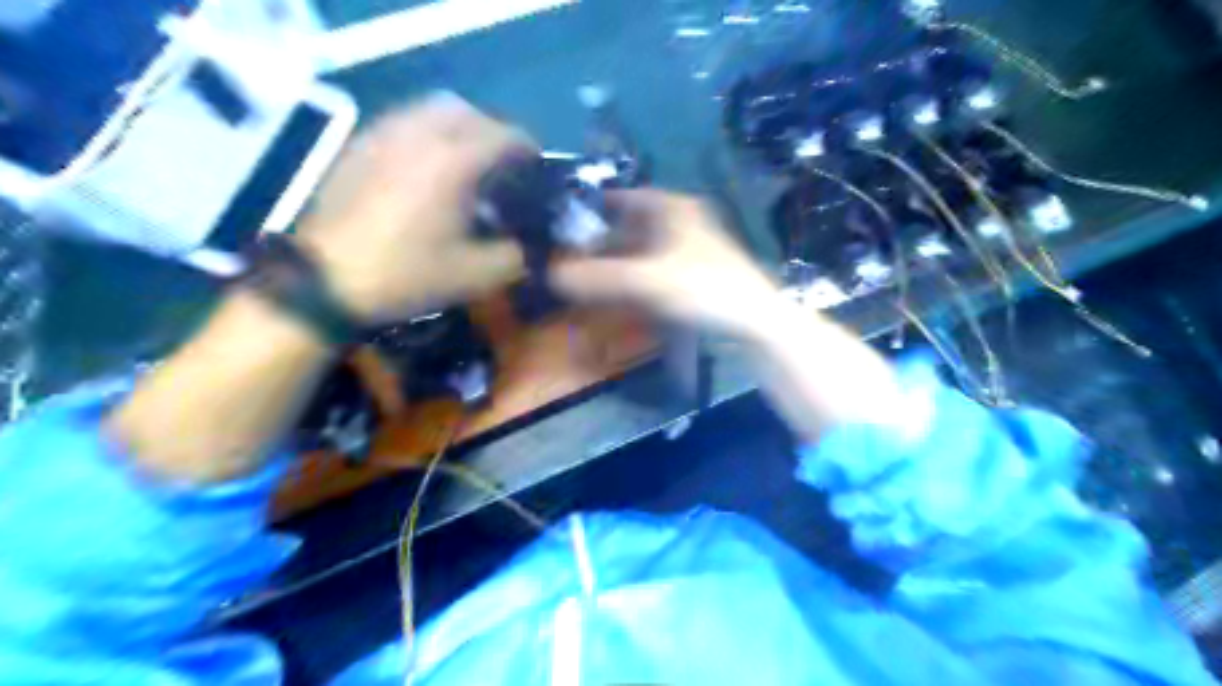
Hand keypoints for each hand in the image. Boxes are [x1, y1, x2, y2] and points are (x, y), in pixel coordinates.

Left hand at [296, 90, 531, 324]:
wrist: (326, 281)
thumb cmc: (406, 274)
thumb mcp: (475, 276)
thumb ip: (514, 256)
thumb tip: (527, 245)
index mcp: (454, 162)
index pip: (504, 136)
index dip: (527, 149)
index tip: (537, 167)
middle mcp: (421, 135)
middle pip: (468, 112)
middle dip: (493, 132)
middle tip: (503, 163)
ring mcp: (384, 135)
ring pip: (431, 109)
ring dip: (459, 127)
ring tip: (467, 160)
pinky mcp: (360, 145)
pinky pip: (403, 120)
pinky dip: (427, 131)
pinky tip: (427, 164)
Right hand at [546, 189, 775, 336]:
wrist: (756, 321)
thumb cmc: (705, 287)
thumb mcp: (648, 280)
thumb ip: (600, 277)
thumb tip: (552, 275)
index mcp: (673, 208)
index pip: (625, 197)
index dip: (595, 207)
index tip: (567, 222)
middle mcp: (681, 221)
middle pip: (631, 225)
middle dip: (602, 240)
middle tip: (571, 256)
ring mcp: (689, 249)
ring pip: (642, 249)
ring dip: (617, 262)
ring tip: (587, 276)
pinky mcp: (693, 274)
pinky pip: (653, 270)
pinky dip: (634, 278)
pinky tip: (617, 294)